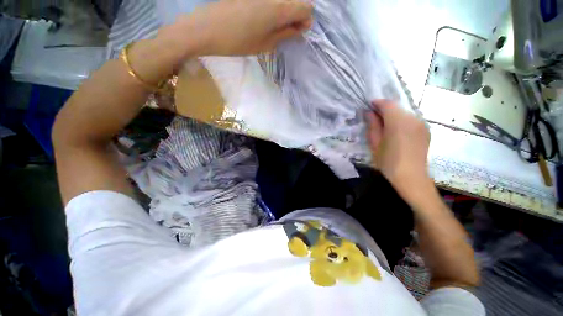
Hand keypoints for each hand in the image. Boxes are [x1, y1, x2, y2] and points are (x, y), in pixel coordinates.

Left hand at [173, 0, 312, 55]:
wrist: (206, 28)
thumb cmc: (238, 41)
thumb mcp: (265, 44)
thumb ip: (286, 34)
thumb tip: (300, 27)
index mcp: (279, 7)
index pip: (306, 8)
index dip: (304, 20)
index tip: (297, 32)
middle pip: (295, 1)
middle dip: (295, 16)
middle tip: (284, 31)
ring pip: (282, 0)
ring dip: (283, 12)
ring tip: (272, 27)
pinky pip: (270, 0)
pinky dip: (272, 9)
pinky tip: (262, 19)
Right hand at [366, 100, 431, 201]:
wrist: (411, 177)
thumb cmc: (388, 162)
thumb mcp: (374, 144)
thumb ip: (372, 126)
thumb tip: (369, 113)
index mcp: (398, 122)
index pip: (387, 104)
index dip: (377, 103)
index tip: (369, 106)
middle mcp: (412, 119)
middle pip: (397, 107)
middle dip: (385, 109)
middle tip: (374, 117)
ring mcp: (422, 124)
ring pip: (405, 112)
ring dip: (394, 115)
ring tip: (385, 125)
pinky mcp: (426, 130)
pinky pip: (412, 119)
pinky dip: (402, 120)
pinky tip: (397, 131)